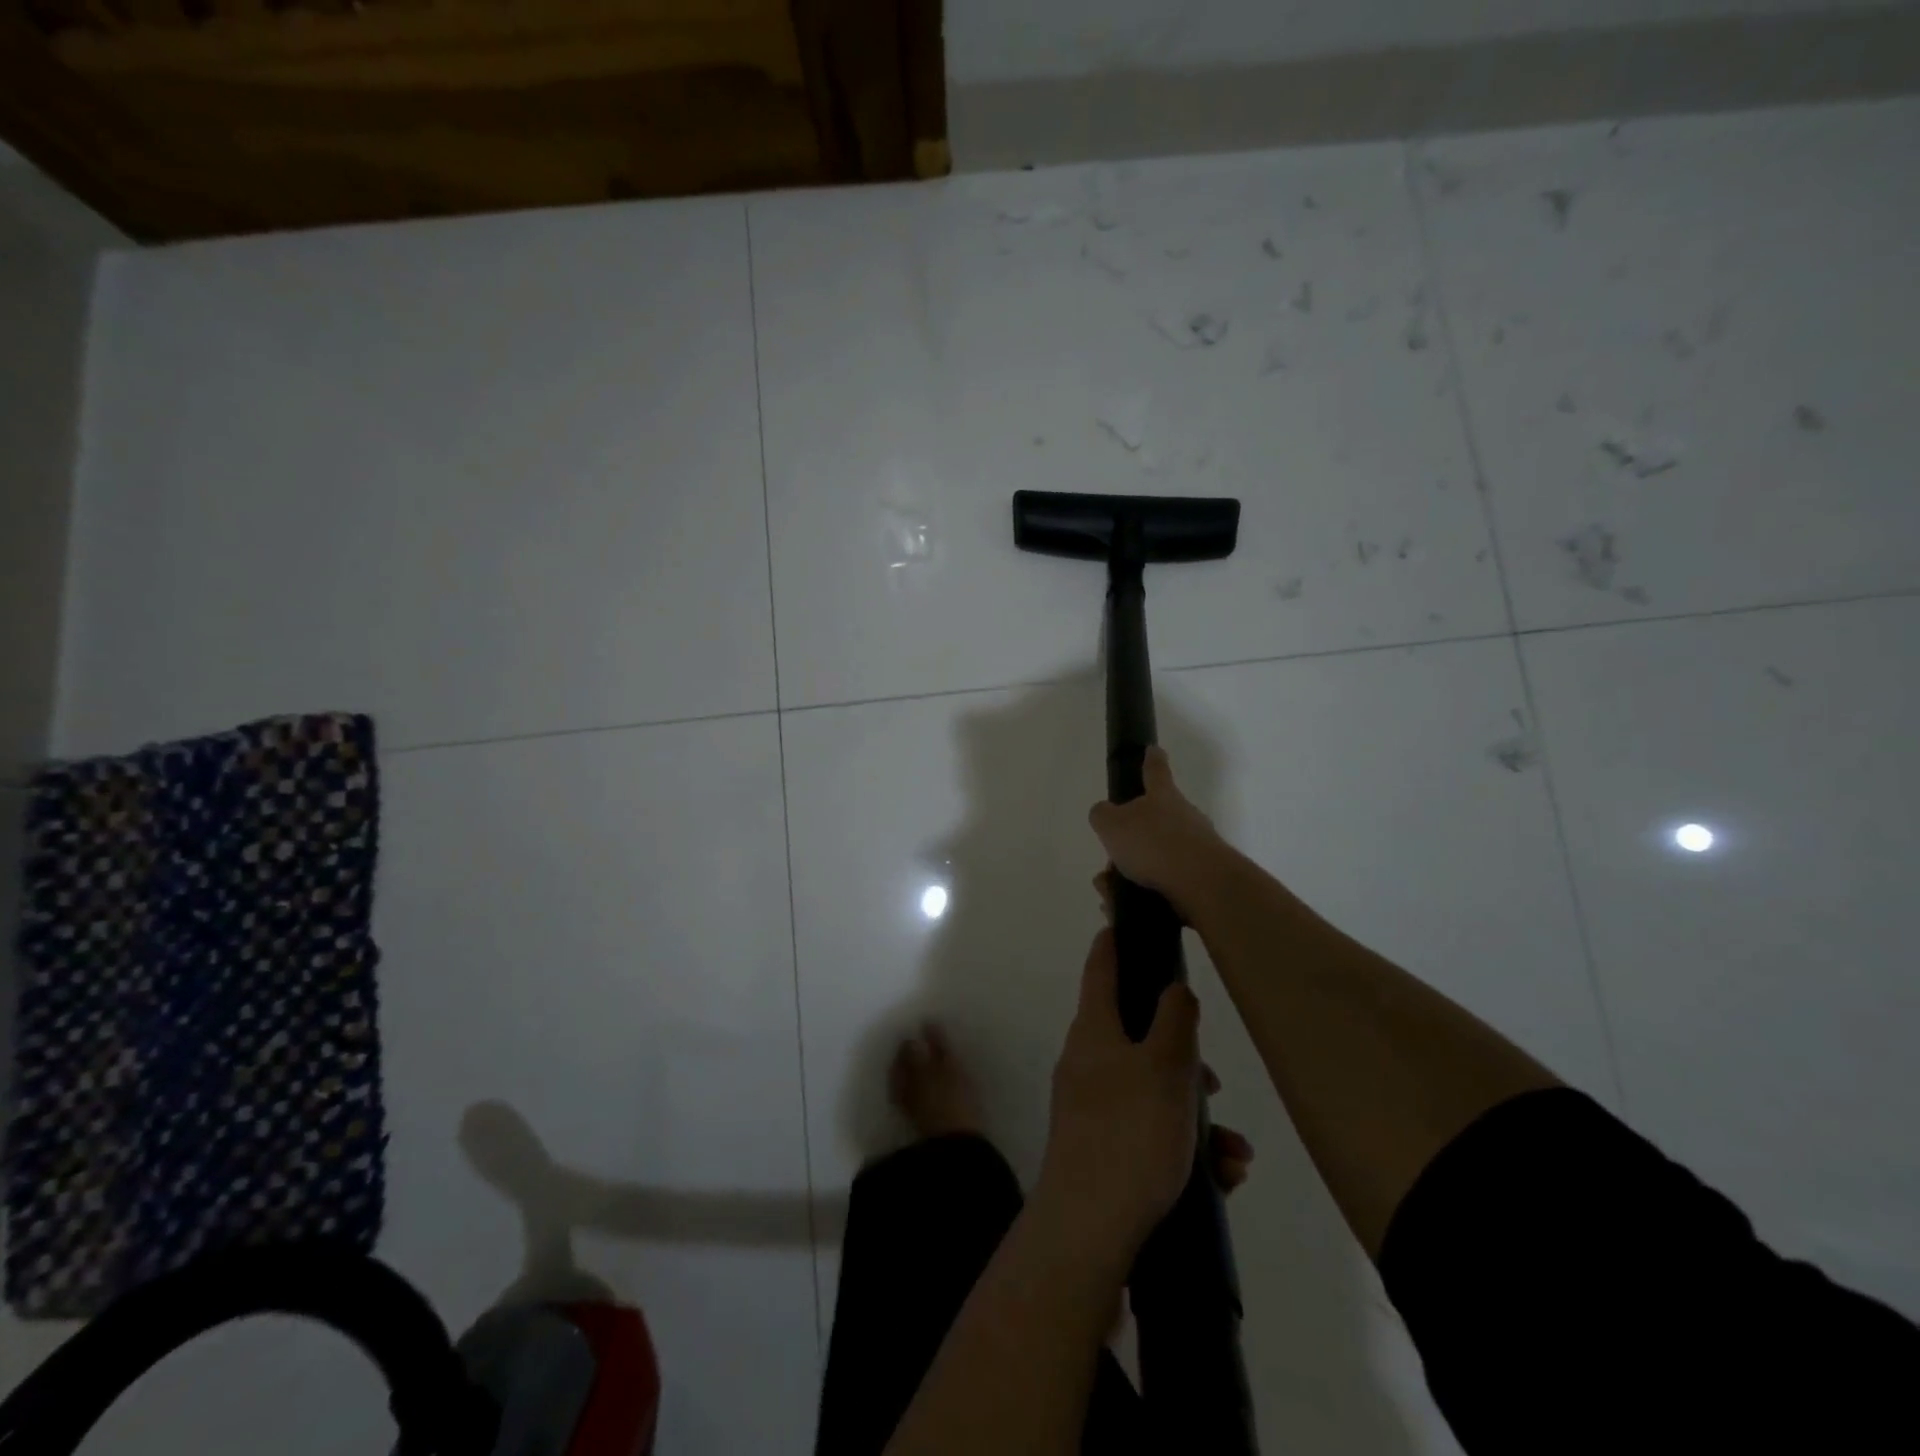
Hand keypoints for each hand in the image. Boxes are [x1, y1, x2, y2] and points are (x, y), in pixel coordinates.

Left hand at [1036, 929, 1202, 1273]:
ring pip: (1152, 1089)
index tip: (1123, 922)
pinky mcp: (1103, 1147)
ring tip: (1231, 1149)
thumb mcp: (1165, 1067)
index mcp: (1093, 1030)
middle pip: (1137, 1034)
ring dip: (1193, 1111)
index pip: (1100, 968)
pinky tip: (1221, 1175)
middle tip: (1212, 1079)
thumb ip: (1175, 1020)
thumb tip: (1173, 989)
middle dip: (1181, 1054)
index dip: (1113, 942)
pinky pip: (1149, 1130)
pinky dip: (1184, 1145)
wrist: (1088, 1228)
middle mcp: (1087, 1060)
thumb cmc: (1129, 1132)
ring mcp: (1091, 1105)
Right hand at [1088, 747, 1226, 920]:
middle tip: (1109, 863)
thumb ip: (1102, 815)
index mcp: (1163, 797)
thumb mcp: (1112, 824)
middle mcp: (1184, 818)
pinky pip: (1164, 887)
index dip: (1151, 759)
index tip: (1153, 749)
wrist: (1202, 884)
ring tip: (1111, 897)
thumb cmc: (1153, 844)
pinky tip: (1125, 914)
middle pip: (1154, 823)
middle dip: (1129, 843)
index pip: (1155, 771)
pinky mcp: (1202, 880)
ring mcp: (1197, 849)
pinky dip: (1142, 899)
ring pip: (1155, 860)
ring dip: (1130, 877)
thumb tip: (1105, 814)